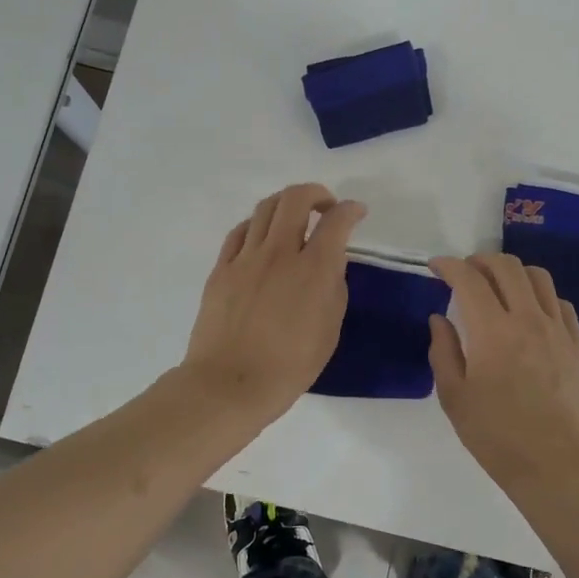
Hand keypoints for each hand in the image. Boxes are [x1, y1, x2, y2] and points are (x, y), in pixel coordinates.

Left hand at [182, 184, 365, 424]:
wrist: (229, 384)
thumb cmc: (289, 366)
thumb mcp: (330, 330)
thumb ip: (334, 288)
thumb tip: (329, 265)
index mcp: (314, 269)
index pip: (336, 221)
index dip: (351, 209)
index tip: (357, 211)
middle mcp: (280, 252)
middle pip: (296, 198)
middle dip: (316, 193)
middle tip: (325, 207)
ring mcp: (246, 257)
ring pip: (265, 208)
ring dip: (286, 204)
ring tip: (294, 218)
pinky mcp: (222, 268)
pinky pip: (240, 231)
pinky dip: (257, 225)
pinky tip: (262, 237)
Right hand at [428, 253, 578, 494]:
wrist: (557, 465)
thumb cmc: (497, 436)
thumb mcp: (454, 398)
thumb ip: (444, 351)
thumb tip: (440, 319)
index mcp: (492, 331)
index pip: (469, 280)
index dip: (449, 266)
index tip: (436, 266)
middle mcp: (527, 320)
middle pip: (507, 267)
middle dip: (480, 260)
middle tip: (465, 272)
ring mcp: (557, 330)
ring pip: (538, 277)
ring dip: (512, 272)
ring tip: (497, 286)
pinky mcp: (576, 345)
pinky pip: (559, 303)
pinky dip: (539, 295)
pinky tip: (529, 311)